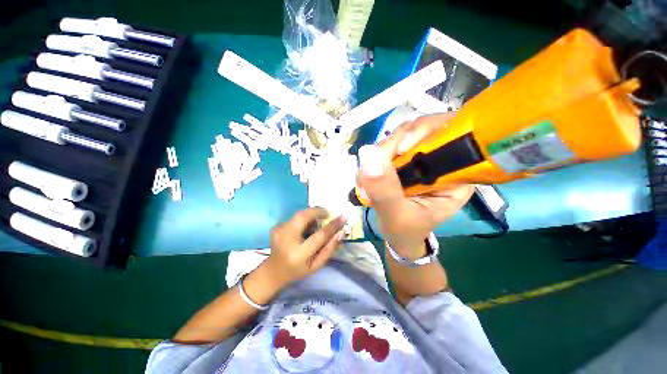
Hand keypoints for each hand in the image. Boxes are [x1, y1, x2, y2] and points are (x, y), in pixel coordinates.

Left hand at [265, 207, 346, 284]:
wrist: (273, 271)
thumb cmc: (298, 270)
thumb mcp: (316, 265)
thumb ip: (330, 248)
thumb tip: (341, 232)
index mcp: (299, 254)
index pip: (319, 236)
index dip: (332, 226)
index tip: (343, 217)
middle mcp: (286, 240)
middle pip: (303, 216)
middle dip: (317, 211)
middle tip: (326, 214)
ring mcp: (279, 231)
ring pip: (299, 215)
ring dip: (310, 216)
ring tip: (314, 226)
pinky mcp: (276, 226)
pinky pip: (294, 217)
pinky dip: (303, 219)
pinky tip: (303, 229)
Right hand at [357, 113, 474, 258]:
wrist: (399, 235)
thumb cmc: (406, 231)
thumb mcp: (396, 217)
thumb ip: (384, 190)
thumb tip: (368, 153)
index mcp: (456, 175)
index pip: (450, 135)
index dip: (424, 133)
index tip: (398, 151)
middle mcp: (444, 160)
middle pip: (421, 130)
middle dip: (392, 146)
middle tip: (372, 170)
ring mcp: (422, 156)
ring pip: (402, 135)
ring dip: (380, 154)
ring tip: (367, 180)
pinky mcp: (406, 158)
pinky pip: (389, 145)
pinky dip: (375, 158)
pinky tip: (368, 176)